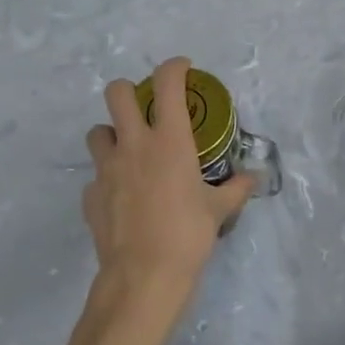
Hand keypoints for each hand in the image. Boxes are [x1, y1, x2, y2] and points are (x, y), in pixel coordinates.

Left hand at [83, 57, 254, 326]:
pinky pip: (96, 177)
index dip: (174, 67)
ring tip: (129, 153)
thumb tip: (254, 178)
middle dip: (129, 91)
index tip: (183, 69)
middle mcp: (134, 145)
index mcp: (169, 140)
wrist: (143, 277)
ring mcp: (106, 169)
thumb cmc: (188, 235)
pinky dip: (108, 180)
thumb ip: (236, 188)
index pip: (167, 84)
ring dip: (112, 134)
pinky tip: (122, 198)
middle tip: (145, 108)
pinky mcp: (90, 195)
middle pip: (117, 93)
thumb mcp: (219, 210)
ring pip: (97, 132)